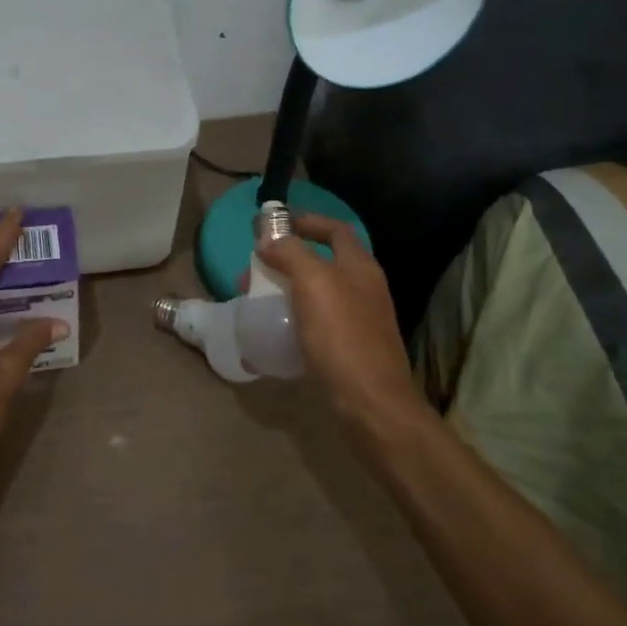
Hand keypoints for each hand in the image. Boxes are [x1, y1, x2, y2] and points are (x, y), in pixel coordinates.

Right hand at [257, 215, 427, 433]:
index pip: (335, 230)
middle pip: (323, 262)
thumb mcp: (314, 284)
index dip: (306, 221)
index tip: (273, 225)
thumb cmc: (342, 337)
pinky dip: (294, 319)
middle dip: (287, 260)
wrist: (371, 404)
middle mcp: (364, 289)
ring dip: (287, 290)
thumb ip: (291, 254)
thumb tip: (269, 239)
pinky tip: (275, 332)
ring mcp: (359, 321)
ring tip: (257, 299)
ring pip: (318, 294)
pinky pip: (317, 323)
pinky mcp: (350, 350)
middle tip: (255, 269)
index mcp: (360, 267)